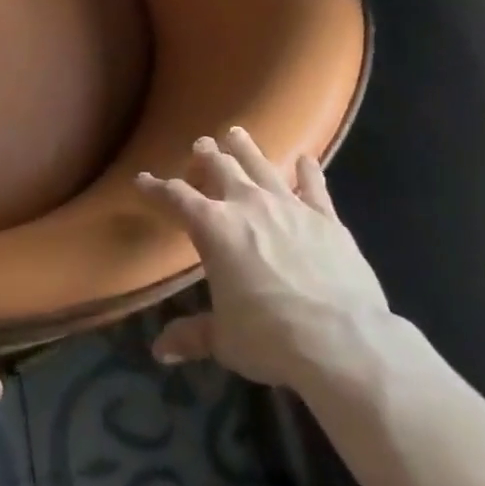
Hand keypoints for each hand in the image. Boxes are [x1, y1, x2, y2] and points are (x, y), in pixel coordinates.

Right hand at [137, 127, 396, 392]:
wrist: (342, 340)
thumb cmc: (270, 337)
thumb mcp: (224, 339)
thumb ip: (192, 336)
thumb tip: (160, 352)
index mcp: (213, 228)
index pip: (175, 198)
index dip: (156, 188)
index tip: (143, 179)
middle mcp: (247, 206)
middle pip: (220, 168)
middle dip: (206, 155)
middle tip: (200, 145)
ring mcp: (289, 207)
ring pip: (262, 165)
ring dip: (246, 148)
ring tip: (237, 133)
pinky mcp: (326, 218)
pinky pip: (314, 186)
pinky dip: (308, 171)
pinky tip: (306, 159)